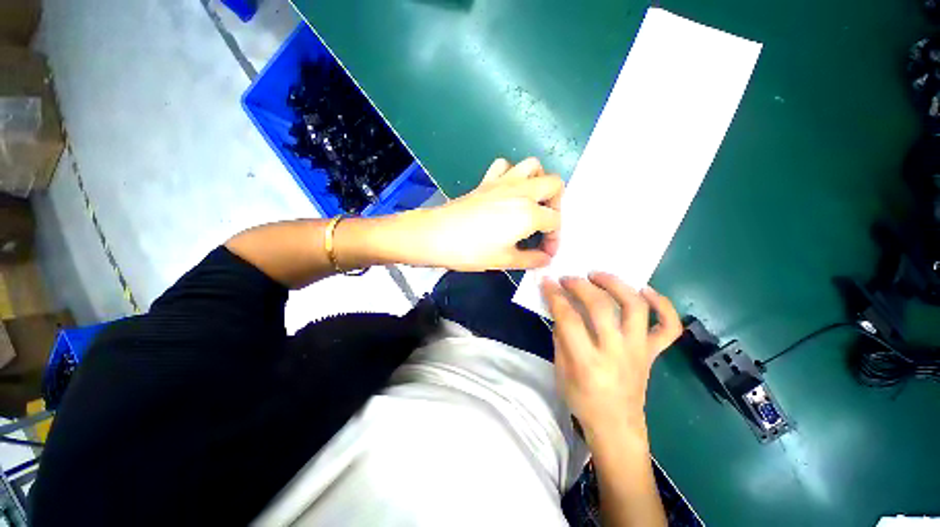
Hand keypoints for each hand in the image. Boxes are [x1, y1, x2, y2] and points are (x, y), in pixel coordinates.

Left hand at [411, 158, 563, 270]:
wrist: (436, 235)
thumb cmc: (471, 250)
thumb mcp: (505, 261)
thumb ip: (531, 260)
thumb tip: (546, 259)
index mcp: (528, 213)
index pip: (555, 221)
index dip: (555, 238)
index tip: (546, 252)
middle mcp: (521, 191)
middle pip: (554, 184)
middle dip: (557, 203)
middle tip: (545, 222)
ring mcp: (503, 182)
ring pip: (532, 166)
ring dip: (538, 181)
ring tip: (532, 201)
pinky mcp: (486, 180)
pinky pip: (504, 165)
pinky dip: (511, 173)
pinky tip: (507, 190)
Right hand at [540, 273, 681, 442]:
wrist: (617, 427)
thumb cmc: (583, 401)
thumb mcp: (561, 371)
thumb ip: (560, 337)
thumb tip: (559, 307)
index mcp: (587, 363)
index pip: (569, 319)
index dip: (555, 296)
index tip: (547, 281)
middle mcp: (616, 353)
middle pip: (600, 307)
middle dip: (580, 286)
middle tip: (569, 278)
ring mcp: (639, 351)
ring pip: (635, 308)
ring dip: (617, 285)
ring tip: (599, 275)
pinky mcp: (653, 353)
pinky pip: (669, 327)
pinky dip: (662, 304)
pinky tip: (645, 291)